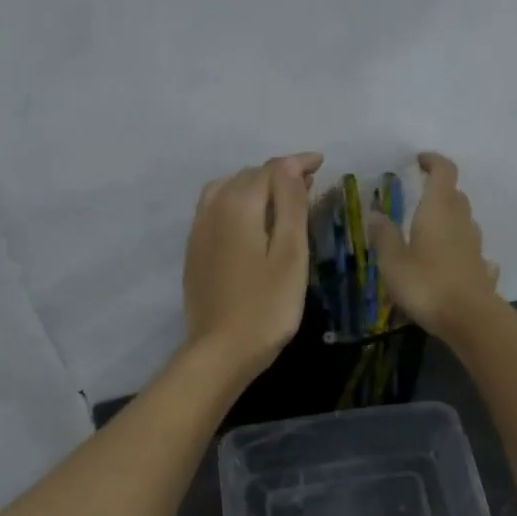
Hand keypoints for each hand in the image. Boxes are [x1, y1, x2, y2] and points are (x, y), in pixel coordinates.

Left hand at [183, 153, 321, 379]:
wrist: (221, 352)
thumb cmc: (266, 307)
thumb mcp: (290, 255)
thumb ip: (290, 205)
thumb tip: (289, 165)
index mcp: (238, 206)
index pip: (270, 170)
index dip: (296, 164)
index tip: (321, 163)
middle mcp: (212, 210)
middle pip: (246, 177)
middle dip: (277, 175)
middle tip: (307, 185)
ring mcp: (198, 233)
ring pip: (225, 191)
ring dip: (254, 188)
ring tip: (278, 200)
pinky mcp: (195, 254)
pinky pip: (214, 212)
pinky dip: (236, 205)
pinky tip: (249, 223)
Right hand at [366, 152, 501, 340]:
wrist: (470, 319)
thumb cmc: (426, 285)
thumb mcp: (394, 262)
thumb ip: (384, 236)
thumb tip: (375, 212)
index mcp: (437, 210)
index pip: (443, 172)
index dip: (433, 161)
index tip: (419, 161)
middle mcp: (461, 221)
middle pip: (455, 195)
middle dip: (439, 190)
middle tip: (419, 197)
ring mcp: (475, 245)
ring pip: (464, 221)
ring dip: (449, 219)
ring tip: (428, 231)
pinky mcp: (481, 268)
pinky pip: (470, 250)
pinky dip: (459, 248)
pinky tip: (450, 262)